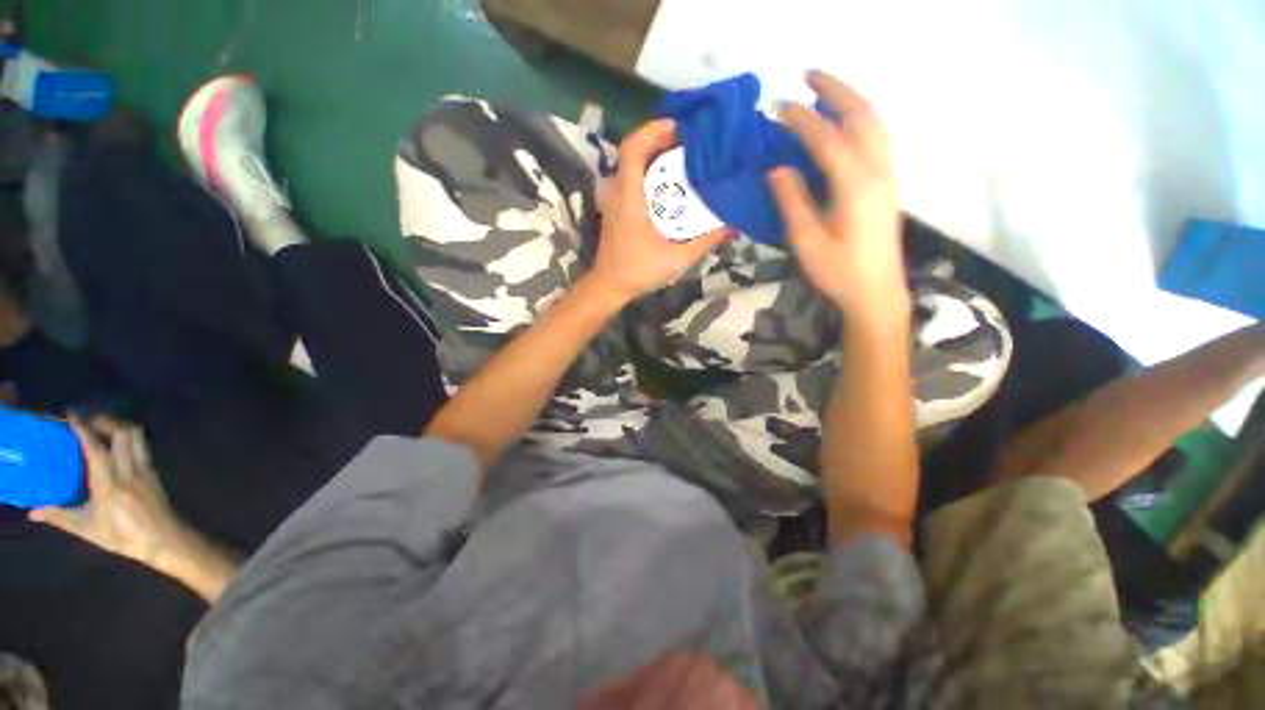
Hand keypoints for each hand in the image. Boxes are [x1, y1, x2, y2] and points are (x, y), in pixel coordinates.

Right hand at [30, 417, 185, 568]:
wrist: (164, 539)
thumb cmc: (123, 535)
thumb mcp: (87, 528)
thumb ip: (60, 516)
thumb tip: (33, 512)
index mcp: (109, 480)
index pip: (95, 445)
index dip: (83, 426)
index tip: (71, 414)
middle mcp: (128, 468)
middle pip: (122, 431)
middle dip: (105, 420)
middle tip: (88, 419)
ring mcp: (145, 468)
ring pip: (136, 435)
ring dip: (120, 426)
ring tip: (102, 427)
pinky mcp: (154, 472)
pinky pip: (142, 446)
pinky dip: (130, 438)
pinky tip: (119, 444)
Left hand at [587, 119, 731, 303]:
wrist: (609, 286)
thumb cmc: (638, 271)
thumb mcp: (676, 259)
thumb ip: (705, 241)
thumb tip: (734, 225)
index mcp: (629, 197)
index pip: (633, 148)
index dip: (654, 129)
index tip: (681, 126)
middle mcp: (618, 191)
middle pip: (634, 150)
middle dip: (661, 139)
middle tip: (692, 141)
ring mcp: (615, 198)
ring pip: (633, 163)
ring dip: (656, 154)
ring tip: (685, 156)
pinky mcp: (617, 207)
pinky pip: (632, 177)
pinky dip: (650, 171)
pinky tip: (670, 182)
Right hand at [769, 70, 908, 318]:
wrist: (876, 291)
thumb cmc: (837, 270)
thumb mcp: (806, 240)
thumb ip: (792, 200)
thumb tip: (777, 168)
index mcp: (854, 185)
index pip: (827, 138)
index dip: (802, 119)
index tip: (779, 106)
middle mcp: (877, 170)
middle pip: (861, 116)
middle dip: (835, 90)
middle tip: (809, 75)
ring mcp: (887, 175)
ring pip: (875, 123)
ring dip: (851, 100)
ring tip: (827, 90)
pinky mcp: (888, 184)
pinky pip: (879, 137)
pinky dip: (862, 119)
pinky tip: (848, 122)